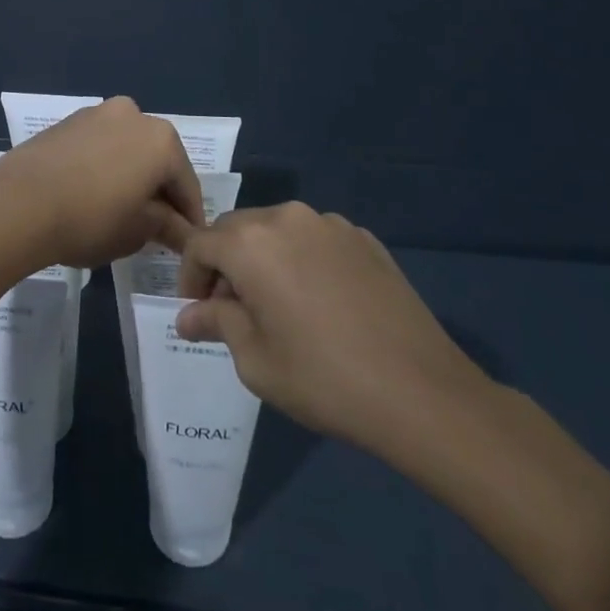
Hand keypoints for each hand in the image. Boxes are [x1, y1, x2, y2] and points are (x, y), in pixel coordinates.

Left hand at [0, 97, 204, 268]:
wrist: (19, 203)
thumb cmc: (90, 219)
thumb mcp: (137, 231)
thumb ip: (166, 226)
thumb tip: (182, 231)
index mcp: (161, 139)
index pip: (186, 184)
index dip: (189, 218)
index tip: (188, 243)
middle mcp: (134, 115)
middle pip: (157, 160)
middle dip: (159, 191)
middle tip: (156, 228)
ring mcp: (97, 113)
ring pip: (127, 149)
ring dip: (131, 175)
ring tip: (122, 211)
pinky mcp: (68, 121)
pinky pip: (99, 146)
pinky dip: (104, 166)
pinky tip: (94, 193)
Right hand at [175, 202, 492, 471]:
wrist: (421, 392)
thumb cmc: (323, 379)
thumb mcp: (256, 360)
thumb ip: (217, 324)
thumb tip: (188, 316)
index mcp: (251, 243)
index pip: (200, 243)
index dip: (190, 276)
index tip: (198, 312)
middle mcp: (287, 218)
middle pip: (237, 230)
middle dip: (226, 264)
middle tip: (233, 310)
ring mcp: (330, 224)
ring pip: (277, 230)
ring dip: (265, 258)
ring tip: (278, 306)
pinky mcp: (364, 238)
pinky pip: (316, 240)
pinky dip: (303, 260)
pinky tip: (320, 303)